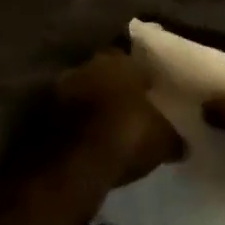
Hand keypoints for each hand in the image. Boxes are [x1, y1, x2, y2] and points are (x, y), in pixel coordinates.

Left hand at [54, 49, 184, 186]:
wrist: (72, 166)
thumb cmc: (126, 136)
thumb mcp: (163, 140)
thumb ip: (173, 136)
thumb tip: (184, 144)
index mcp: (118, 59)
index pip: (133, 58)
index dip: (142, 75)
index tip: (151, 91)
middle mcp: (86, 65)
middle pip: (105, 73)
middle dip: (114, 88)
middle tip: (129, 108)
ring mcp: (60, 89)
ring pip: (83, 92)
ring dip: (92, 106)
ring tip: (108, 128)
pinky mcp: (41, 116)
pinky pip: (66, 116)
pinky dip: (76, 126)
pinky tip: (88, 143)